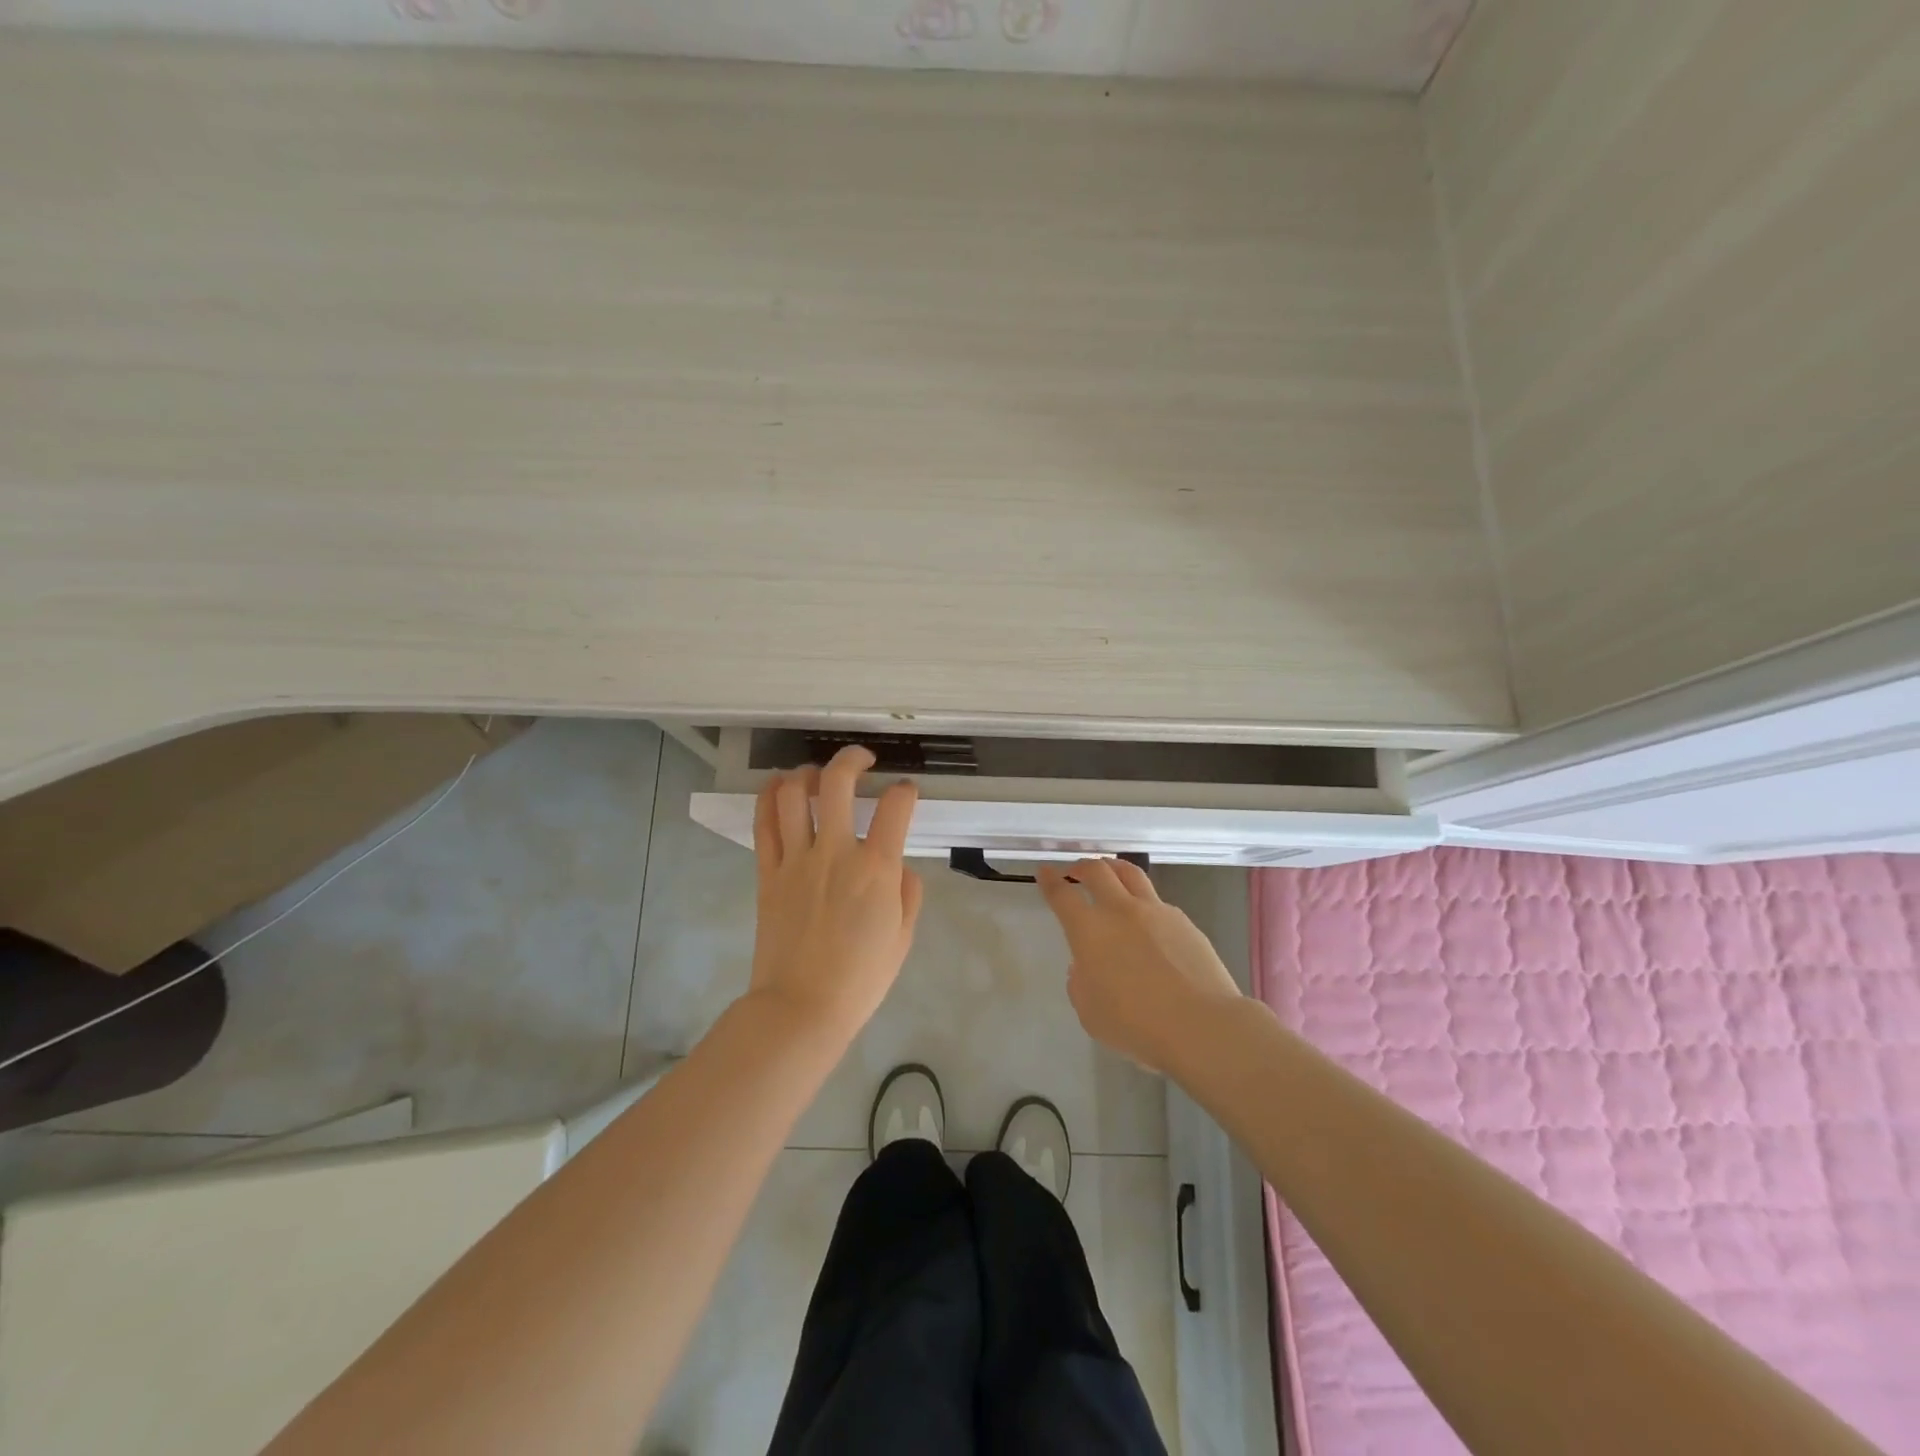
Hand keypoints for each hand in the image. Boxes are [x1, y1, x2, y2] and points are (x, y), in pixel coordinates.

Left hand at [749, 745, 923, 1048]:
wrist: (802, 1007)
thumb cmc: (861, 978)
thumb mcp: (904, 937)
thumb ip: (908, 892)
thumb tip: (899, 866)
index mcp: (876, 868)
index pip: (896, 806)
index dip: (905, 791)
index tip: (906, 793)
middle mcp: (834, 852)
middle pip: (837, 782)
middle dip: (853, 758)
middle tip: (863, 759)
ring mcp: (796, 860)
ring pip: (793, 794)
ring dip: (807, 773)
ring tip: (817, 775)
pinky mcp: (768, 873)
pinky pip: (764, 823)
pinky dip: (769, 796)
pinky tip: (779, 786)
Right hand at [1037, 858, 1243, 1075]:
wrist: (1200, 1024)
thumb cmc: (1136, 1024)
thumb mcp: (1090, 1012)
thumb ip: (1081, 983)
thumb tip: (1086, 966)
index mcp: (1089, 930)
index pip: (1061, 895)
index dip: (1049, 880)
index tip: (1044, 872)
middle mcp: (1120, 910)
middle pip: (1096, 871)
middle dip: (1081, 866)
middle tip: (1075, 871)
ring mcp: (1156, 911)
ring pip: (1130, 873)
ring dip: (1113, 868)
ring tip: (1109, 872)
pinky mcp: (1184, 921)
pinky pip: (1157, 900)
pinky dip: (1143, 900)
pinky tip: (1147, 918)